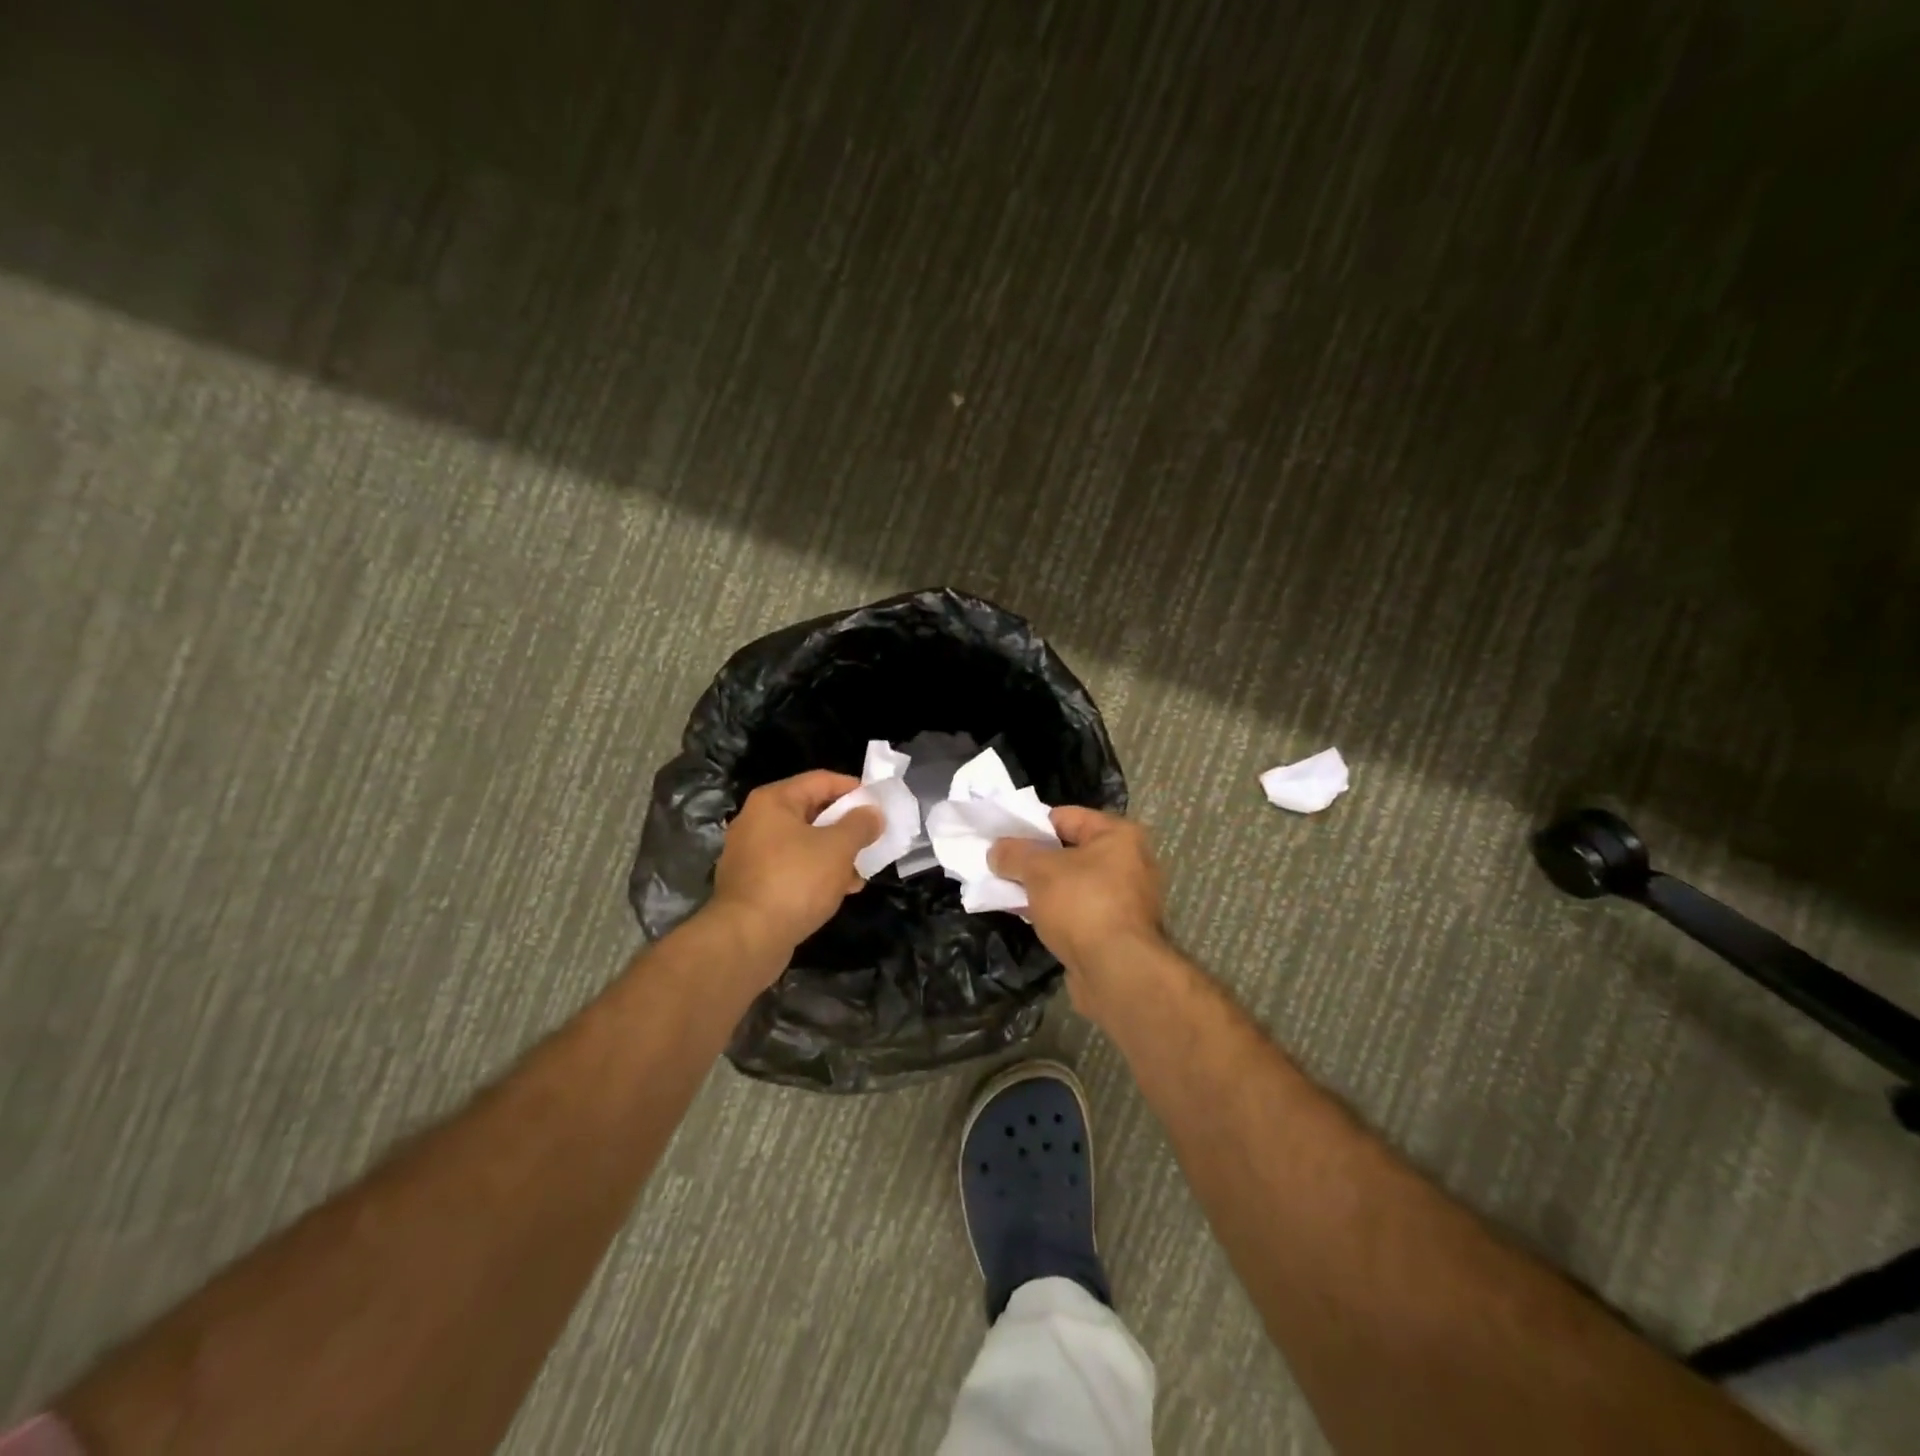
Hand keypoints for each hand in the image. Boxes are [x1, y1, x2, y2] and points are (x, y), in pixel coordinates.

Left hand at [708, 771, 881, 968]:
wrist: (747, 939)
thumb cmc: (795, 881)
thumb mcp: (838, 848)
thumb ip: (860, 825)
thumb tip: (873, 814)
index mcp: (773, 801)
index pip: (821, 780)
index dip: (853, 789)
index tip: (879, 804)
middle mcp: (756, 821)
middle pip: (811, 811)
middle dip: (845, 826)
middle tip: (872, 838)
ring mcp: (750, 854)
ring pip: (803, 843)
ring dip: (834, 854)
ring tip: (860, 872)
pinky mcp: (752, 884)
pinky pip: (791, 868)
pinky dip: (815, 874)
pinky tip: (839, 891)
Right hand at [989, 808, 1168, 1017]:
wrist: (1117, 972)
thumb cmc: (1082, 905)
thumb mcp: (1039, 870)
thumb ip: (1014, 854)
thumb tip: (997, 851)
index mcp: (1118, 835)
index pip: (1066, 817)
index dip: (1031, 825)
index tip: (1003, 838)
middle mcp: (1129, 862)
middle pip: (1069, 851)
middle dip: (1034, 860)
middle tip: (1002, 866)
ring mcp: (1125, 899)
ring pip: (1072, 883)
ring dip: (1042, 888)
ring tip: (1008, 892)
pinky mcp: (1116, 930)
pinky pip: (1078, 910)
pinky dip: (1055, 911)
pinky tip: (1028, 916)